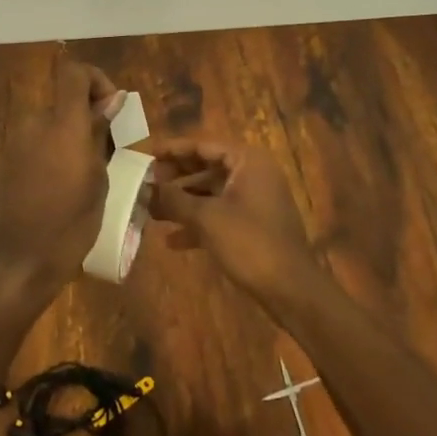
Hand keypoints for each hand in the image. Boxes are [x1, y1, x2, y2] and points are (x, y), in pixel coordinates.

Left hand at [0, 56, 121, 299]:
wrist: (18, 260)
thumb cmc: (69, 225)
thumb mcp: (97, 180)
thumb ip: (100, 134)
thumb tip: (112, 100)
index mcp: (61, 125)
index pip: (74, 72)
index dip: (97, 80)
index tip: (112, 109)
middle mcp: (35, 123)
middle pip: (65, 100)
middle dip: (88, 117)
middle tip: (107, 152)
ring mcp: (16, 141)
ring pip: (52, 122)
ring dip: (72, 136)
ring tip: (88, 173)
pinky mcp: (7, 159)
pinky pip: (38, 141)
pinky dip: (55, 150)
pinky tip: (64, 184)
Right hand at [148, 139, 322, 305]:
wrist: (291, 289)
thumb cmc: (249, 243)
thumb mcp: (206, 217)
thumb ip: (174, 199)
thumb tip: (146, 188)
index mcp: (247, 161)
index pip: (203, 145)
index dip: (173, 149)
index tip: (146, 154)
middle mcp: (253, 174)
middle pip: (206, 167)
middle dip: (175, 178)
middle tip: (145, 183)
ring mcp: (255, 200)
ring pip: (211, 193)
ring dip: (182, 202)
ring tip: (151, 211)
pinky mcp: (253, 225)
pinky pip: (220, 214)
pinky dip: (198, 223)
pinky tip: (171, 240)